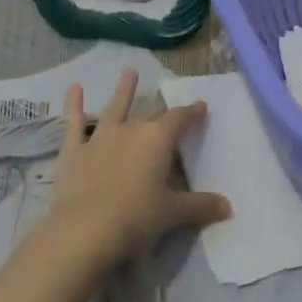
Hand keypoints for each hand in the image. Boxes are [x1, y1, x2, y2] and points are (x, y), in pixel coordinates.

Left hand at [42, 70, 230, 270]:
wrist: (84, 230)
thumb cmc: (136, 219)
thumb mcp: (173, 214)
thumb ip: (200, 206)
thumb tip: (228, 207)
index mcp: (157, 140)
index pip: (179, 119)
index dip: (191, 112)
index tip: (201, 106)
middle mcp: (131, 130)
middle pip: (150, 114)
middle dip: (161, 108)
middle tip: (168, 103)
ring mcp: (100, 137)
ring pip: (115, 107)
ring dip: (123, 90)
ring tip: (129, 71)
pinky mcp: (74, 150)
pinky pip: (74, 123)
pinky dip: (73, 105)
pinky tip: (73, 87)